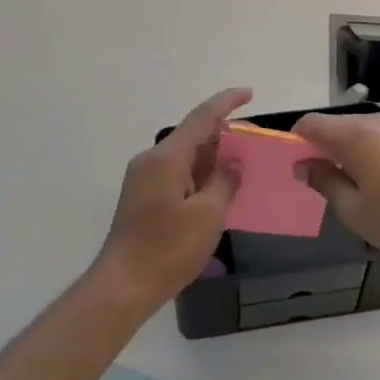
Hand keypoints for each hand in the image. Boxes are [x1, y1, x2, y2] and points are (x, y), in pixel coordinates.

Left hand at [95, 87, 250, 302]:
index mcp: (166, 157)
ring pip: (185, 157)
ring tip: (244, 165)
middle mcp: (152, 160)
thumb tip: (232, 163)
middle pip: (192, 136)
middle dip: (224, 135)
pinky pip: (177, 175)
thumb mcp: (208, 215)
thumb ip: (224, 181)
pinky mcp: (143, 198)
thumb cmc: (167, 249)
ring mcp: (144, 180)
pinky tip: (219, 189)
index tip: (249, 92)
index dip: (226, 103)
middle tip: (256, 143)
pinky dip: (200, 176)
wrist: (123, 286)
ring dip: (213, 158)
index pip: (201, 118)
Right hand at [294, 110, 379, 270]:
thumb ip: (324, 181)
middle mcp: (379, 121)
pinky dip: (376, 152)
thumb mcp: (352, 210)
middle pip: (339, 125)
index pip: (312, 122)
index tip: (297, 164)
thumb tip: (304, 164)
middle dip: (326, 146)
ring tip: (357, 184)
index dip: (297, 139)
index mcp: (356, 135)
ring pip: (365, 130)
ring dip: (352, 149)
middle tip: (325, 180)